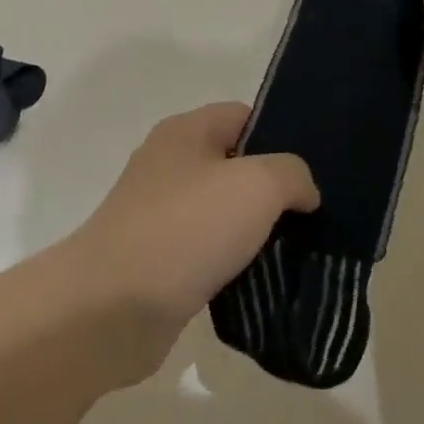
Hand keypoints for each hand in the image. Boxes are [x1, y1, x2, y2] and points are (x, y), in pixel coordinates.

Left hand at [67, 103, 316, 381]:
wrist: (111, 307)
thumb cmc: (185, 229)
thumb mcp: (256, 185)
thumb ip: (291, 174)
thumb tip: (302, 192)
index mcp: (185, 131)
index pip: (244, 116)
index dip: (280, 137)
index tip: (312, 173)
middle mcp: (169, 164)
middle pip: (235, 165)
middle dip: (273, 190)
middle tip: (311, 216)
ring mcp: (159, 213)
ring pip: (223, 212)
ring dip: (254, 232)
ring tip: (295, 253)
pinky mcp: (157, 259)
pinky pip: (207, 251)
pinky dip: (232, 264)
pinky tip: (260, 283)